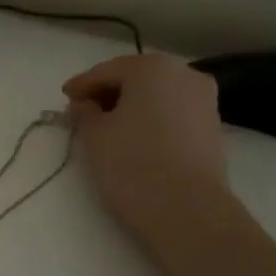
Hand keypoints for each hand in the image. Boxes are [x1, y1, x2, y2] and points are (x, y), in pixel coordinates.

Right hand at [62, 54, 231, 244]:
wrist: (185, 207)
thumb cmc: (130, 162)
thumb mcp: (93, 134)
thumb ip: (85, 112)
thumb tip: (85, 105)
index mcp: (152, 68)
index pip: (106, 71)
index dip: (81, 85)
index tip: (64, 99)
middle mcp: (185, 74)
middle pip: (136, 78)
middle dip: (108, 92)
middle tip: (83, 110)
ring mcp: (204, 100)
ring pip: (157, 94)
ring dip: (130, 105)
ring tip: (106, 126)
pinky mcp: (211, 126)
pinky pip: (171, 112)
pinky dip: (150, 118)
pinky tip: (133, 136)